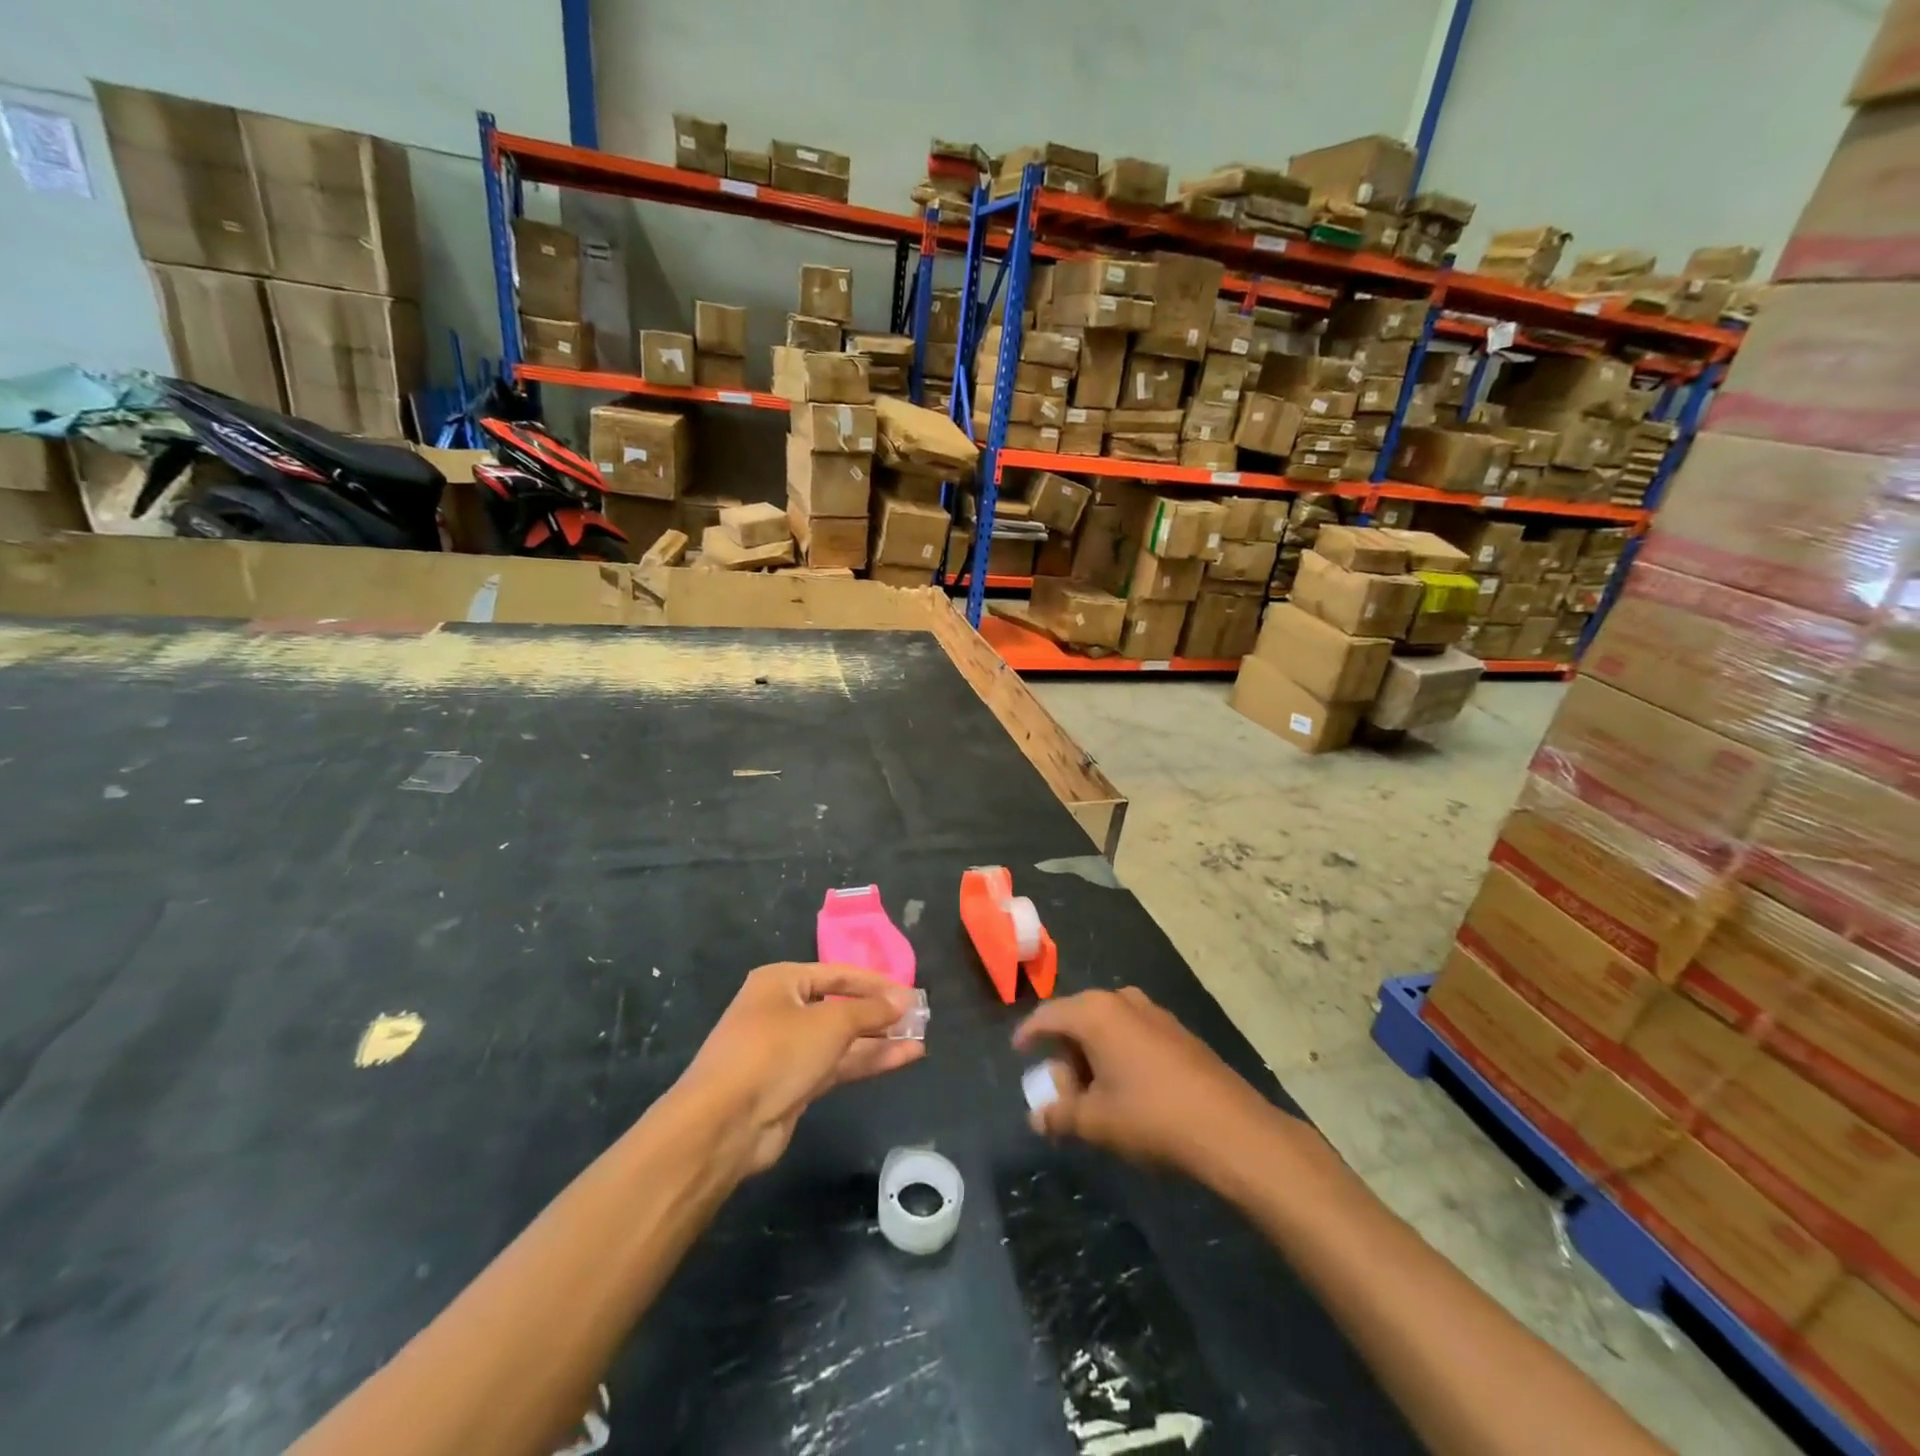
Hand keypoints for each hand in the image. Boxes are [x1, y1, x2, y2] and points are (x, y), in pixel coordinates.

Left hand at [678, 962, 924, 1176]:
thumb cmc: (776, 1052)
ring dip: (879, 1039)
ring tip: (920, 1038)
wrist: (725, 1124)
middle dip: (879, 1013)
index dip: (875, 983)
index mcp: (781, 981)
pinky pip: (837, 1065)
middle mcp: (782, 1010)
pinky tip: (902, 1058)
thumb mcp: (829, 1023)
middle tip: (918, 1017)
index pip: (838, 973)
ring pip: (841, 1039)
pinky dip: (867, 1061)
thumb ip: (870, 1010)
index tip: (910, 993)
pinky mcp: (793, 1084)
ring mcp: (787, 1050)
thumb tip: (902, 1000)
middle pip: (840, 1006)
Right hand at [1013, 987, 1275, 1174]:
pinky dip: (1118, 1054)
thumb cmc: (1151, 1117)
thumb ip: (1059, 1114)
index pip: (1047, 1016)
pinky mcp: (1177, 1030)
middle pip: (1077, 1019)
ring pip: (1107, 1026)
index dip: (1028, 1034)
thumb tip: (1036, 1116)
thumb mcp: (1095, 1121)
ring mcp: (1154, 1012)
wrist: (1230, 1128)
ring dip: (1092, 1054)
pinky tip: (1126, 1089)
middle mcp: (1122, 1000)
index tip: (1019, 1052)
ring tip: (1093, 1094)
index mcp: (1095, 1012)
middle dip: (1064, 1052)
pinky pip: (1132, 1033)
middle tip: (1061, 1090)